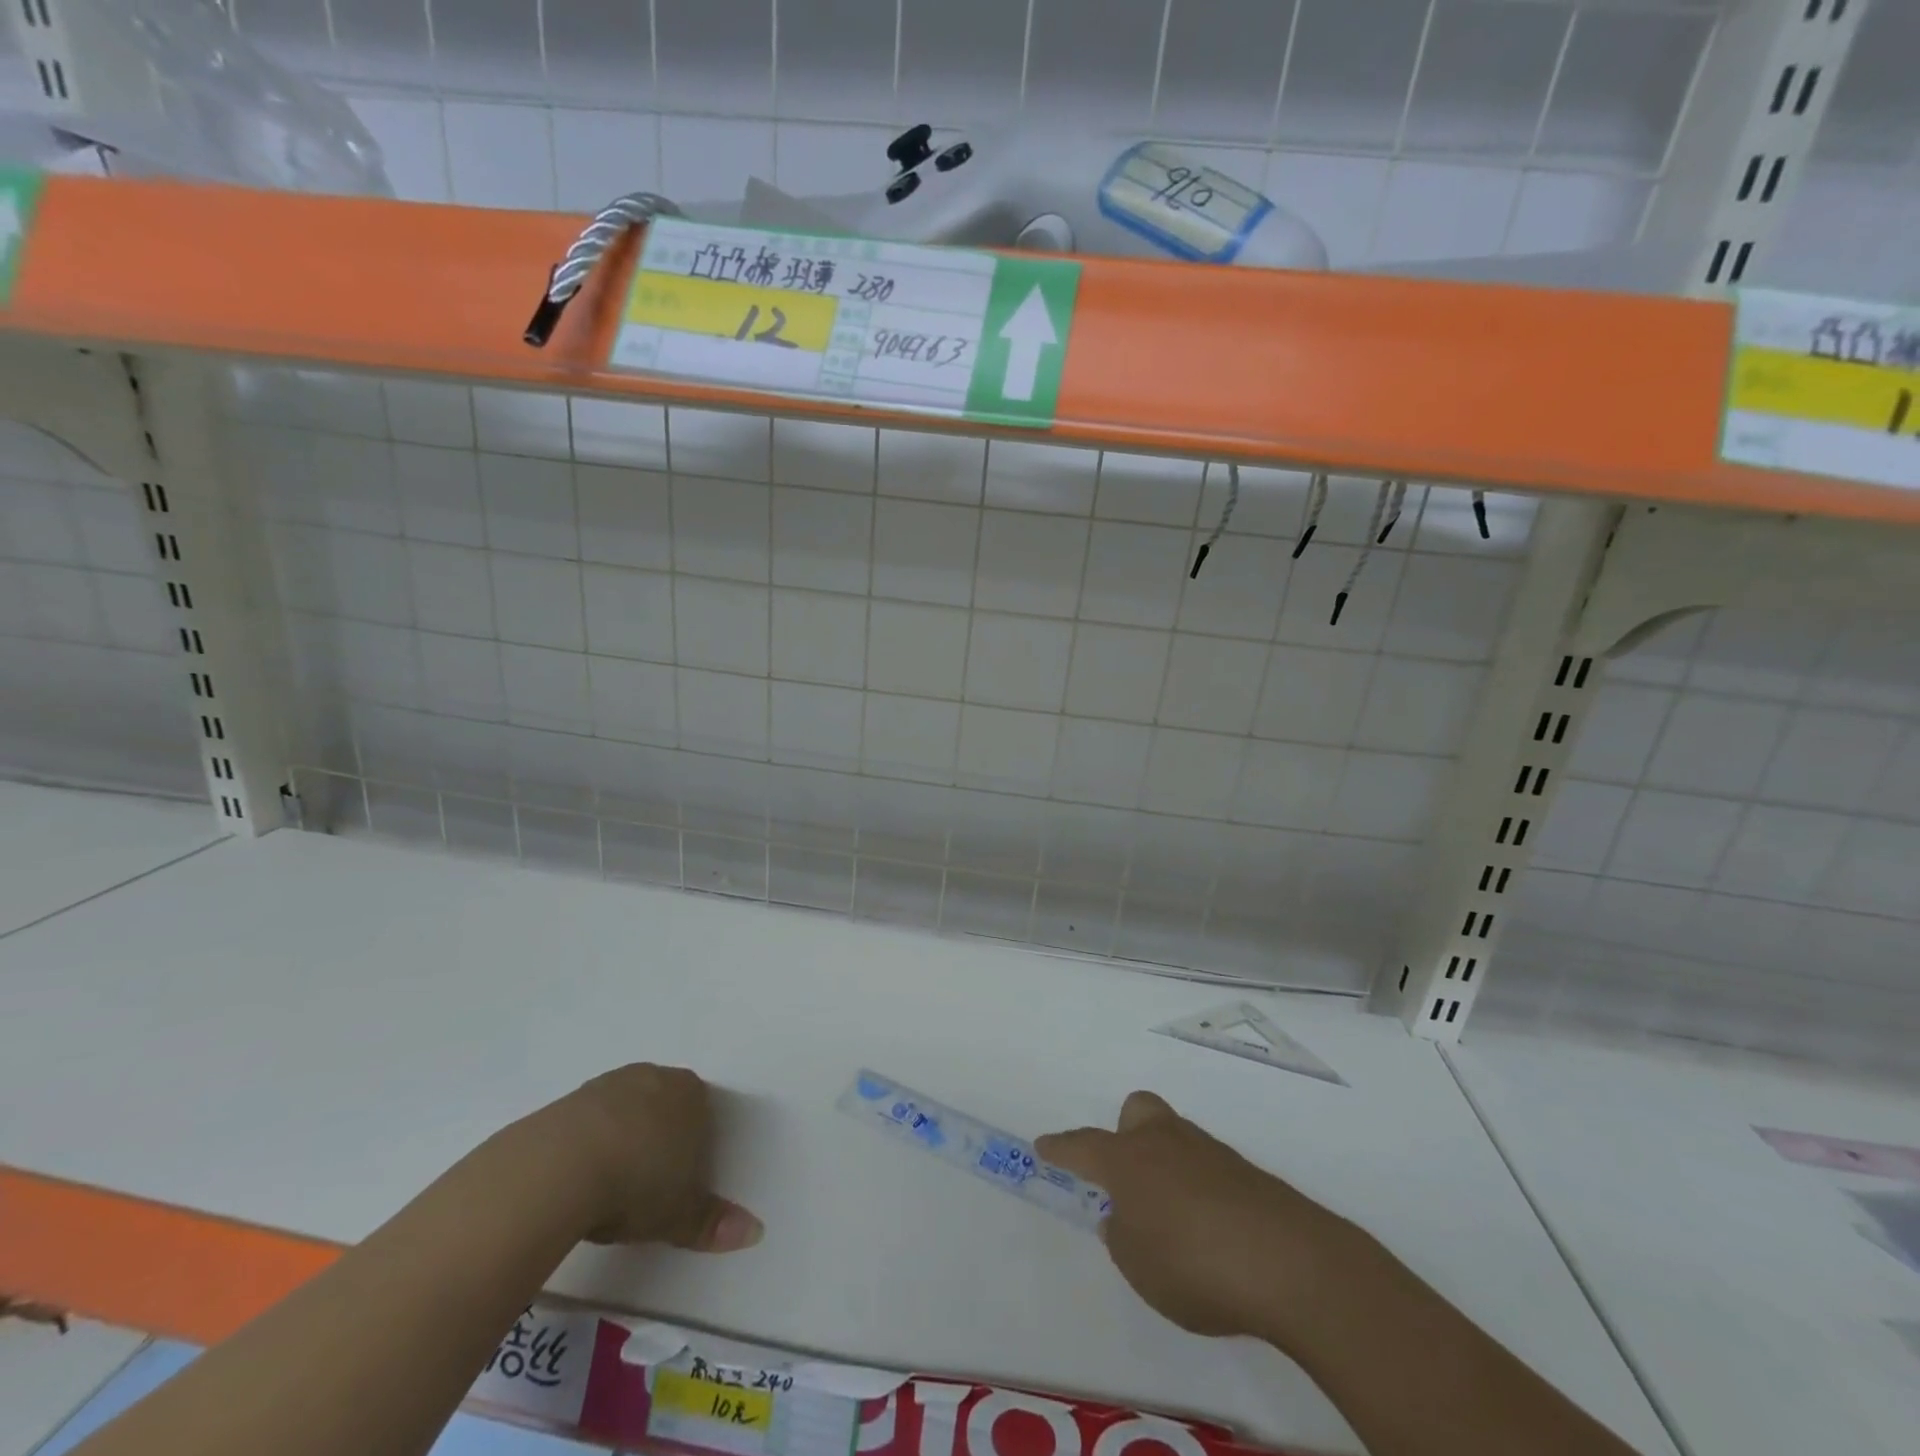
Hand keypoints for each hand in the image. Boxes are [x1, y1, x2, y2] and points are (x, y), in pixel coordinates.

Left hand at [533, 1064, 762, 1251]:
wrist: (558, 1168)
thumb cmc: (637, 1183)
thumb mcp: (680, 1214)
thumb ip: (713, 1223)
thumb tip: (755, 1232)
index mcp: (690, 1093)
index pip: (702, 1111)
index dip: (694, 1145)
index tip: (680, 1181)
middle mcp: (653, 1078)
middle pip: (662, 1105)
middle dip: (657, 1138)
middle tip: (646, 1186)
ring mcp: (607, 1085)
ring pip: (623, 1110)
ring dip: (619, 1139)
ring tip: (608, 1187)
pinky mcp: (565, 1100)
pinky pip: (585, 1122)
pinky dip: (584, 1145)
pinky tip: (575, 1180)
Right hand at [1036, 1091, 1354, 1339]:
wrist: (1289, 1262)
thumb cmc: (1194, 1263)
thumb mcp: (1139, 1266)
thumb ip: (1122, 1236)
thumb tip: (1123, 1216)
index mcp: (1128, 1160)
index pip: (1083, 1146)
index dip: (1061, 1148)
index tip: (1044, 1146)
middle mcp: (1165, 1142)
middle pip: (1138, 1112)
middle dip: (1125, 1134)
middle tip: (1127, 1176)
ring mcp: (1209, 1152)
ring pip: (1175, 1139)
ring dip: (1166, 1165)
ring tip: (1172, 1221)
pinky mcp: (1246, 1173)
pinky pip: (1207, 1168)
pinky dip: (1200, 1189)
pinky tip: (1211, 1231)